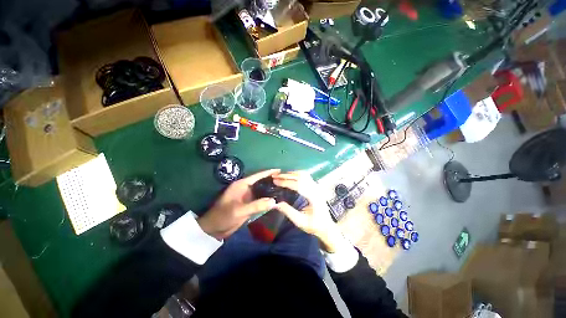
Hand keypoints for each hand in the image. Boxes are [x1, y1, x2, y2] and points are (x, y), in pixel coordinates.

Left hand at [198, 169, 278, 239]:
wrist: (214, 229)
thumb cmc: (223, 216)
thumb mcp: (239, 210)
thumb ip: (256, 205)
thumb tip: (274, 201)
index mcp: (242, 184)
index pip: (258, 176)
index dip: (269, 172)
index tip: (280, 170)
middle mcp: (246, 188)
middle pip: (261, 182)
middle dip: (272, 180)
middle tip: (285, 180)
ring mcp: (248, 196)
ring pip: (262, 190)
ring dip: (271, 190)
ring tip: (283, 188)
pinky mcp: (249, 204)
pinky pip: (260, 199)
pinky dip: (267, 199)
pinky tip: (276, 199)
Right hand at [272, 171, 343, 252]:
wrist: (327, 226)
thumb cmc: (314, 225)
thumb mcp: (300, 222)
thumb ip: (289, 212)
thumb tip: (276, 203)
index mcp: (313, 197)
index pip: (298, 185)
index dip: (286, 182)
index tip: (275, 181)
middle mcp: (316, 189)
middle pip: (301, 177)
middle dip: (287, 175)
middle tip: (275, 176)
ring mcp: (317, 186)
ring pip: (304, 174)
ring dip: (291, 173)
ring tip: (280, 175)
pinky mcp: (315, 186)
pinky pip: (306, 176)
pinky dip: (296, 174)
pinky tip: (289, 175)